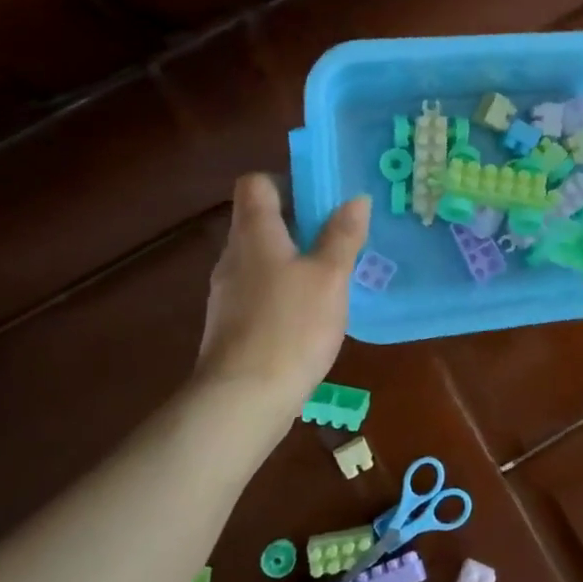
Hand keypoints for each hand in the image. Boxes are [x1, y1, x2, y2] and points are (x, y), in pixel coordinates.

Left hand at [190, 174, 368, 446]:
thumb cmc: (291, 326)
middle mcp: (234, 256)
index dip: (286, 182)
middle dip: (298, 224)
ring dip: (292, 260)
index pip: (255, 184)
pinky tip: (310, 315)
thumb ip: (342, 236)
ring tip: (331, 277)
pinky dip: (283, 291)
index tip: (320, 200)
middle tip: (338, 238)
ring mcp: (227, 293)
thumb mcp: (330, 277)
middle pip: (260, 221)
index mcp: (255, 233)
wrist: (243, 399)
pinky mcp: (230, 325)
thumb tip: (356, 199)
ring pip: (261, 259)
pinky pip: (259, 291)